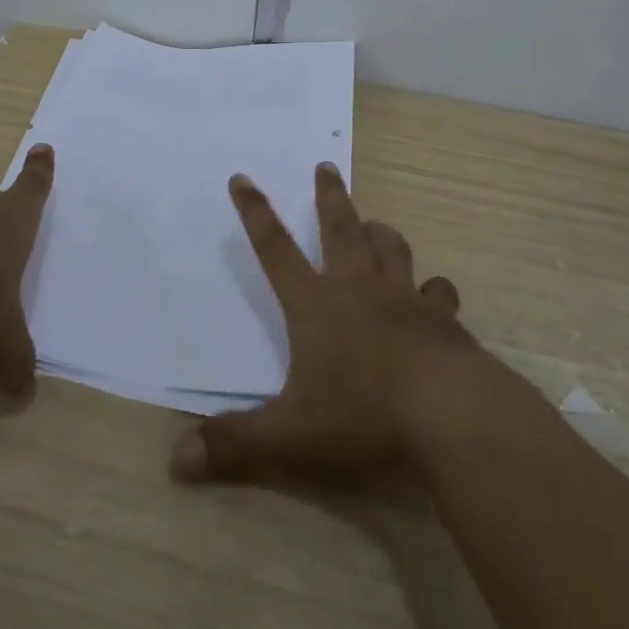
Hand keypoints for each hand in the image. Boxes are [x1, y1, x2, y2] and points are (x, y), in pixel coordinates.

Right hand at [171, 162, 482, 482]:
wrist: (451, 415)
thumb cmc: (364, 416)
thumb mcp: (290, 436)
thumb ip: (235, 445)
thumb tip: (176, 461)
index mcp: (315, 305)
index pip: (274, 249)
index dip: (255, 213)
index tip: (243, 178)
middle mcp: (358, 288)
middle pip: (340, 228)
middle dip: (329, 196)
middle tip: (327, 166)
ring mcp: (404, 298)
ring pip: (390, 248)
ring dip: (380, 232)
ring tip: (375, 224)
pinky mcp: (443, 319)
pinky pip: (437, 291)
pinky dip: (433, 289)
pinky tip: (435, 294)